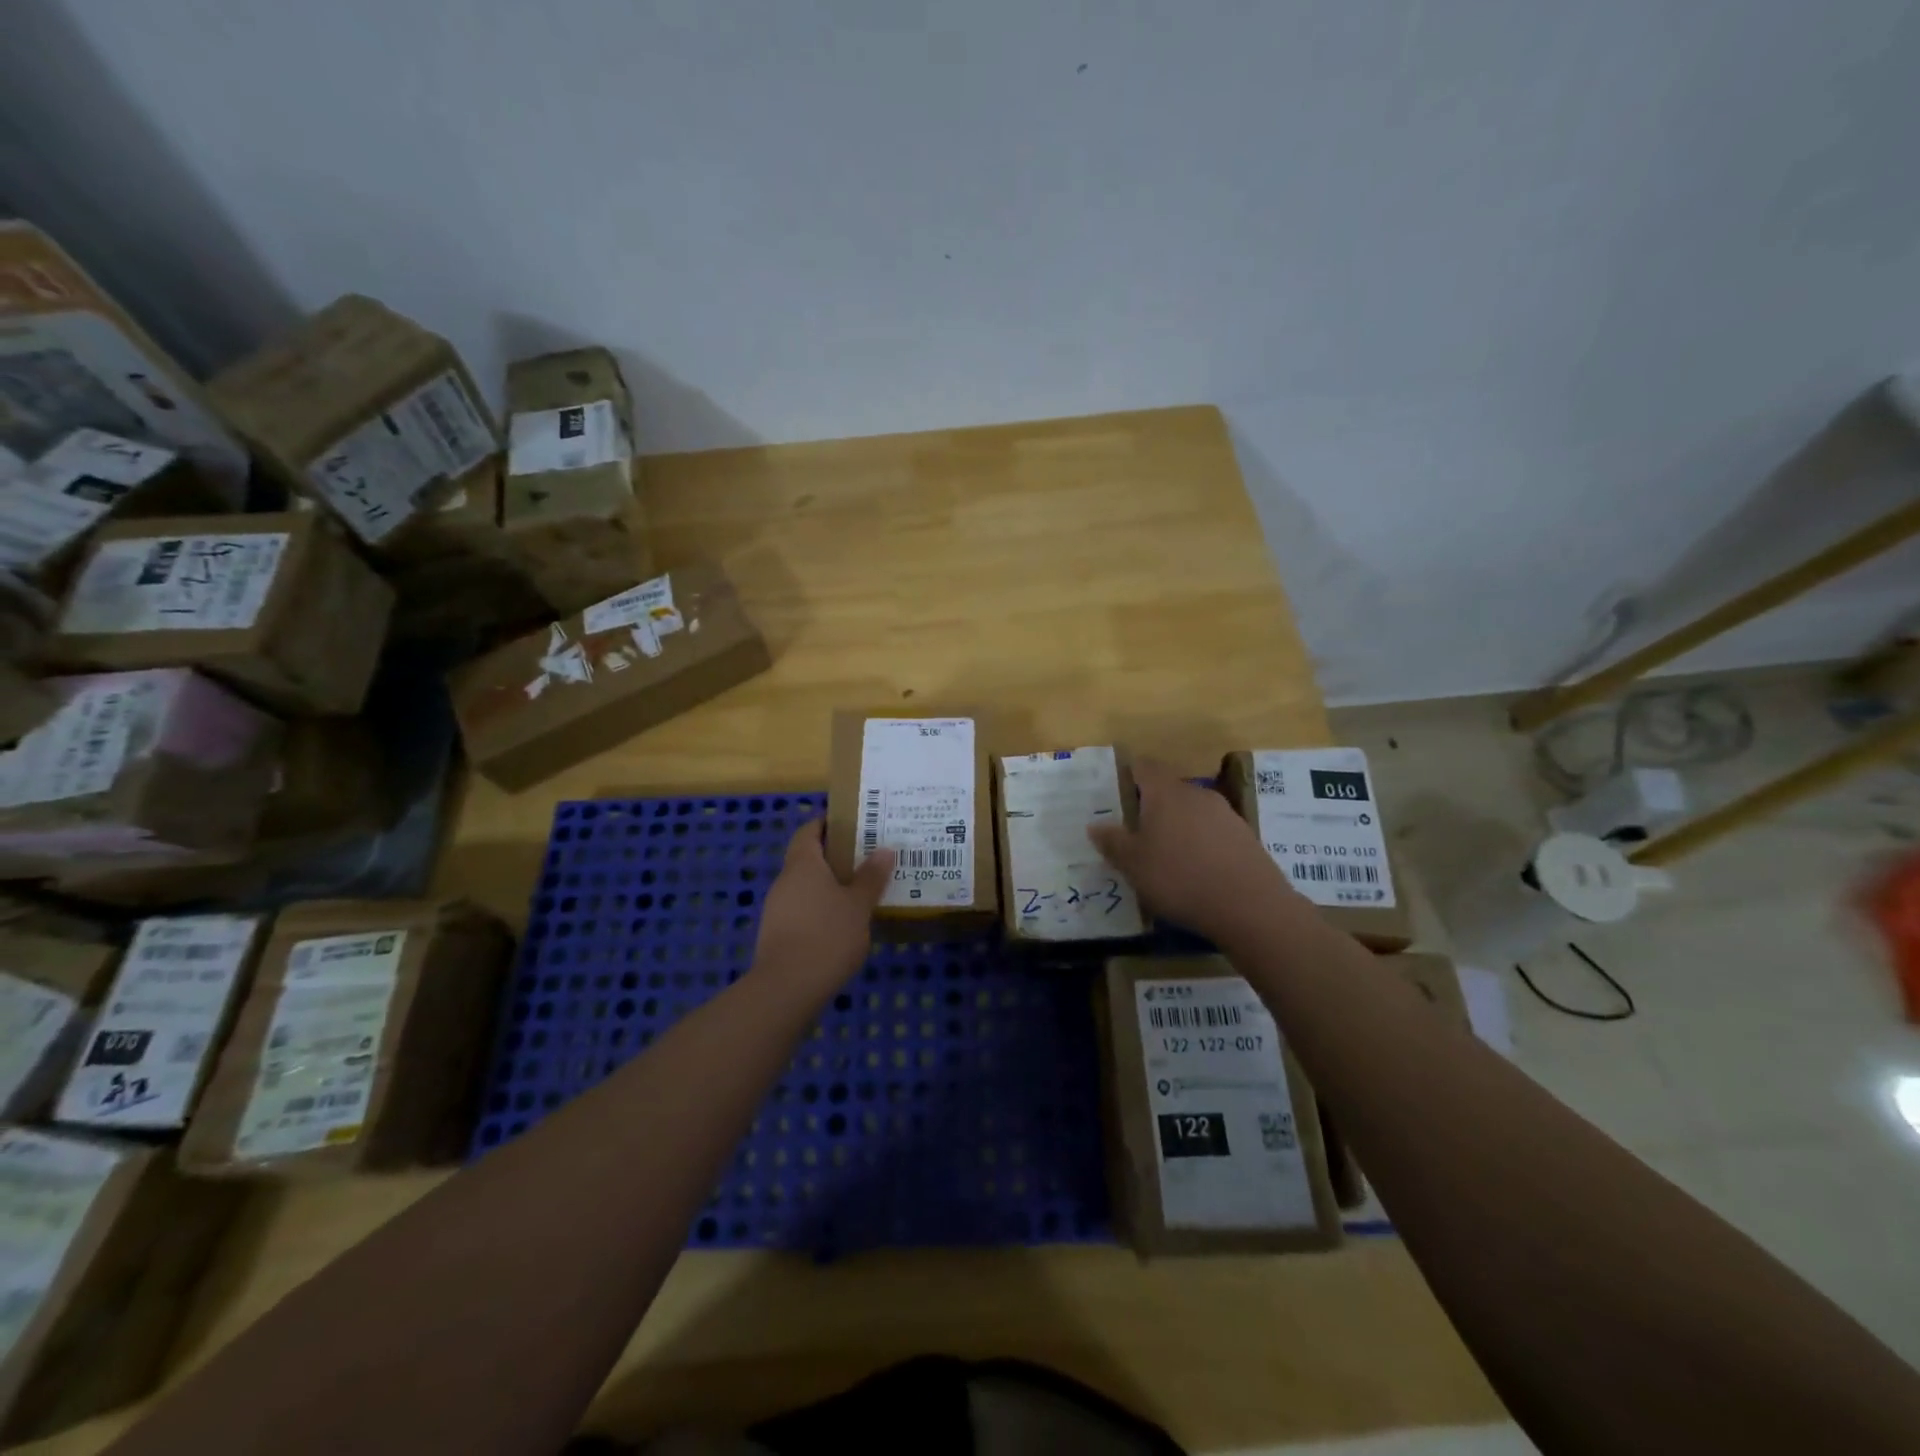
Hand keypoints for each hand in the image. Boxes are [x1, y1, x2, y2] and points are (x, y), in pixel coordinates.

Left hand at [752, 820, 894, 993]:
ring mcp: (777, 908)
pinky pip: (802, 910)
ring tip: (861, 892)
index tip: (853, 824)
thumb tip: (885, 849)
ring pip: (805, 886)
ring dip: (829, 885)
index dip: (827, 823)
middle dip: (836, 856)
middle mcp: (785, 880)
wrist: (787, 988)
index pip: (809, 830)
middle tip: (868, 858)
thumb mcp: (858, 905)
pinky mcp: (777, 934)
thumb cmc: (827, 936)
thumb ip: (871, 877)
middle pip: (808, 858)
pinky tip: (843, 924)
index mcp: (803, 864)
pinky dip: (821, 909)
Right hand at [1088, 757, 1294, 933]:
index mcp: (1165, 793)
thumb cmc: (1179, 878)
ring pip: (1192, 811)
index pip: (1144, 767)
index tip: (1116, 791)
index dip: (1129, 774)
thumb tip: (1095, 825)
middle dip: (1151, 806)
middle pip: (1168, 790)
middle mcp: (1196, 794)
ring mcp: (1225, 813)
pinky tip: (1195, 869)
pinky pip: (1212, 831)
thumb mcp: (1133, 865)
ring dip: (1177, 825)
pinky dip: (1199, 842)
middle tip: (1135, 832)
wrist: (1249, 905)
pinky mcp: (1245, 836)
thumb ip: (1112, 842)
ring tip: (1165, 855)